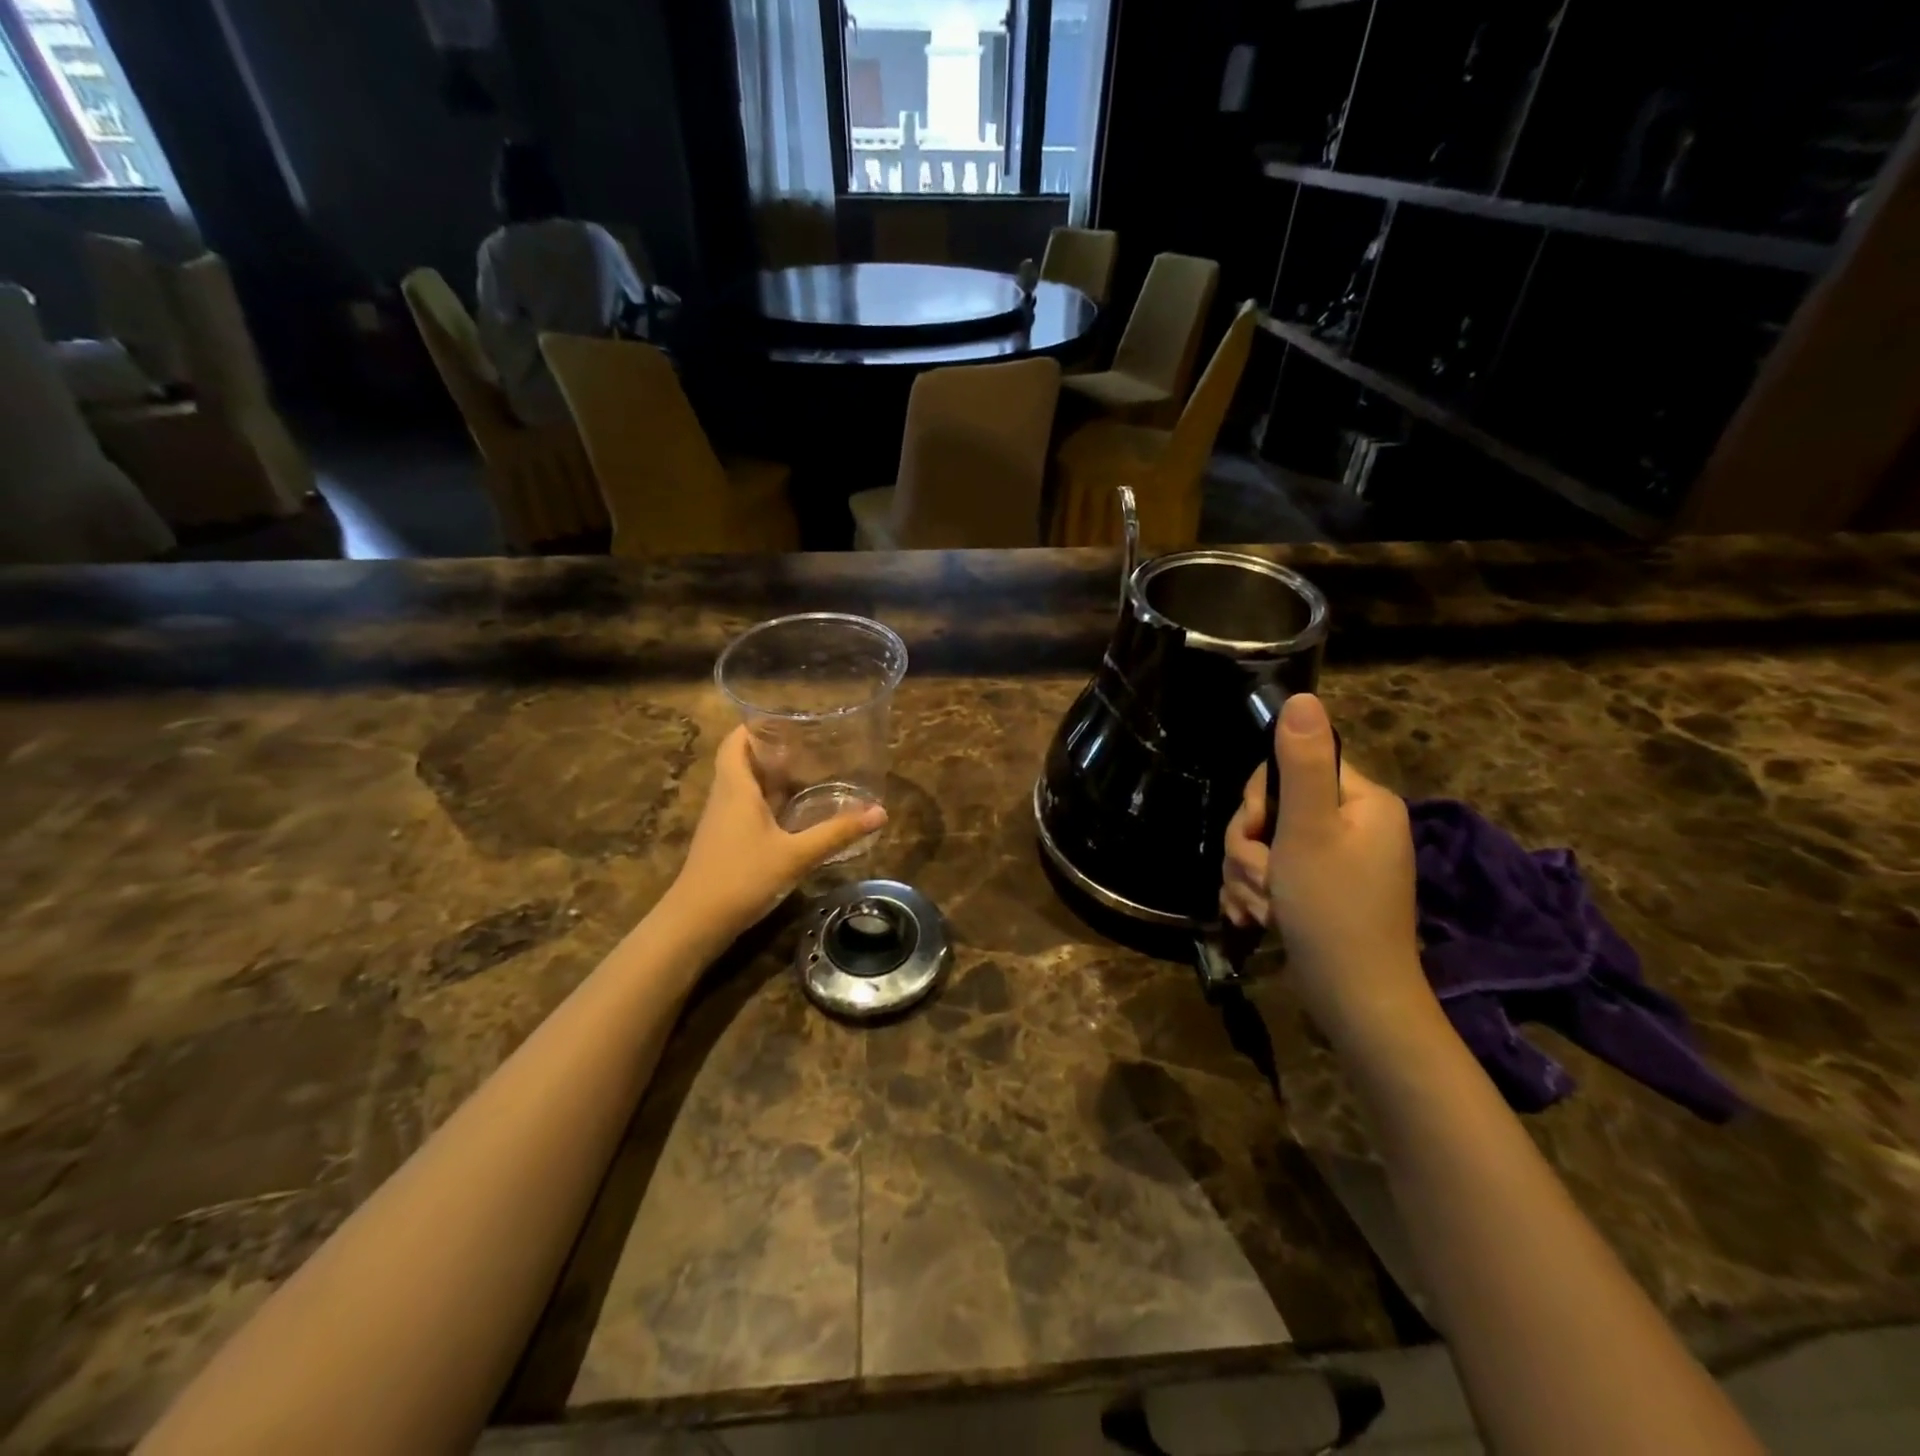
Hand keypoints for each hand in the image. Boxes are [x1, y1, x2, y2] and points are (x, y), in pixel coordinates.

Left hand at [663, 727, 885, 949]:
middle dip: (770, 750)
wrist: (696, 922)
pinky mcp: (725, 843)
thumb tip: (880, 812)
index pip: (735, 742)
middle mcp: (725, 798)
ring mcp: (722, 822)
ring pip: (743, 787)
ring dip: (770, 778)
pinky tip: (793, 814)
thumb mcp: (796, 855)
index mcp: (736, 788)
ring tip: (807, 772)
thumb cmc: (742, 877)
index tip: (785, 718)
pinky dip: (768, 803)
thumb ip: (836, 832)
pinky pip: (745, 809)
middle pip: (741, 761)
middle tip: (808, 744)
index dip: (754, 726)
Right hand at [1221, 694, 1431, 1049]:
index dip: (1260, 800)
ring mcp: (1337, 860)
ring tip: (1258, 908)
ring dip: (1248, 875)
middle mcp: (1354, 824)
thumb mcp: (1309, 830)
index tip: (1259, 833)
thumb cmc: (1332, 910)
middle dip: (1251, 846)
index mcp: (1362, 800)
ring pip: (1265, 844)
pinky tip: (1254, 919)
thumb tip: (1303, 697)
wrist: (1356, 1001)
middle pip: (1273, 808)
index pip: (1291, 767)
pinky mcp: (1320, 891)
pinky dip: (1257, 893)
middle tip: (1260, 879)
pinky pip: (1273, 874)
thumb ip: (1301, 763)